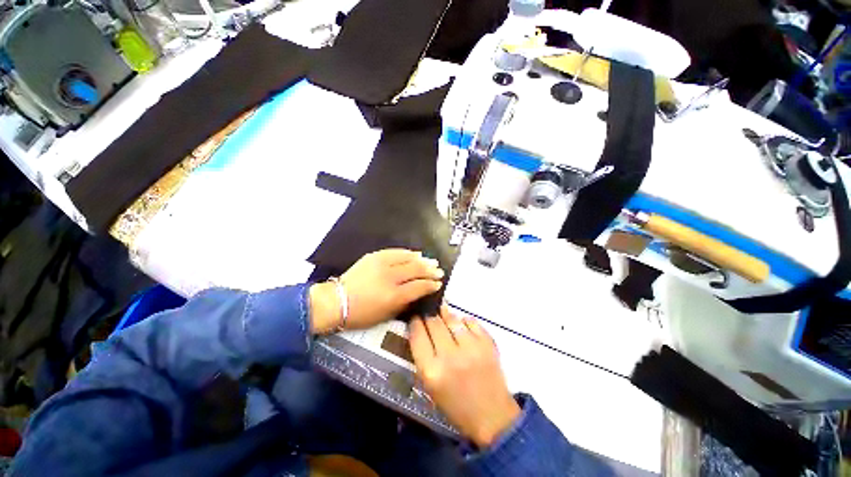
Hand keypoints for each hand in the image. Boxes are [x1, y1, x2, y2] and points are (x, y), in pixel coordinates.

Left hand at [309, 249, 443, 333]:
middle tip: (439, 271)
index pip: (419, 286)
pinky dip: (407, 253)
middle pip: (416, 270)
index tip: (438, 283)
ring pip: (407, 258)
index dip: (431, 284)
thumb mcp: (386, 314)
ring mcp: (381, 264)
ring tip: (431, 261)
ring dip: (422, 260)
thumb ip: (405, 303)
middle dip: (430, 270)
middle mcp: (390, 277)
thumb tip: (418, 292)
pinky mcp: (374, 256)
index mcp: (393, 295)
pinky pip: (395, 252)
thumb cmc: (362, 313)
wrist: (337, 301)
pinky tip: (415, 254)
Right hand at [409, 307, 520, 447]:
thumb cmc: (456, 405)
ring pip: (452, 318)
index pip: (417, 335)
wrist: (492, 416)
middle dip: (429, 315)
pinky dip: (464, 321)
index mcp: (432, 371)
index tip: (415, 317)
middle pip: (433, 322)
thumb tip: (421, 327)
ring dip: (445, 315)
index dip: (414, 322)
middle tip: (429, 314)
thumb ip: (423, 356)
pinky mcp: (487, 343)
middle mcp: (450, 356)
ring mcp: (471, 348)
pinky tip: (462, 327)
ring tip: (444, 315)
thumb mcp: (430, 385)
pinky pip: (470, 321)